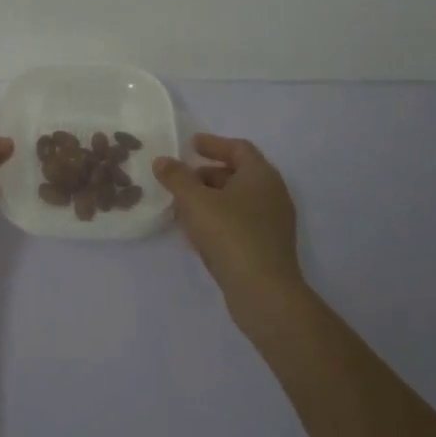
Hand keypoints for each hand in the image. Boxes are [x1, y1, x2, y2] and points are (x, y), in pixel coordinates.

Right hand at [155, 134, 306, 323]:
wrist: (264, 292)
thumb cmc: (231, 235)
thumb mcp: (195, 201)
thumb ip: (176, 177)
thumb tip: (162, 161)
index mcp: (261, 175)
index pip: (238, 148)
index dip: (214, 144)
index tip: (191, 144)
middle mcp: (272, 194)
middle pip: (237, 174)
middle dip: (207, 174)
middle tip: (181, 178)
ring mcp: (273, 222)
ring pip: (237, 201)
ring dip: (210, 199)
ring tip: (182, 206)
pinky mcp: (267, 247)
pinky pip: (240, 223)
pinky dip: (218, 220)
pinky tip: (196, 234)